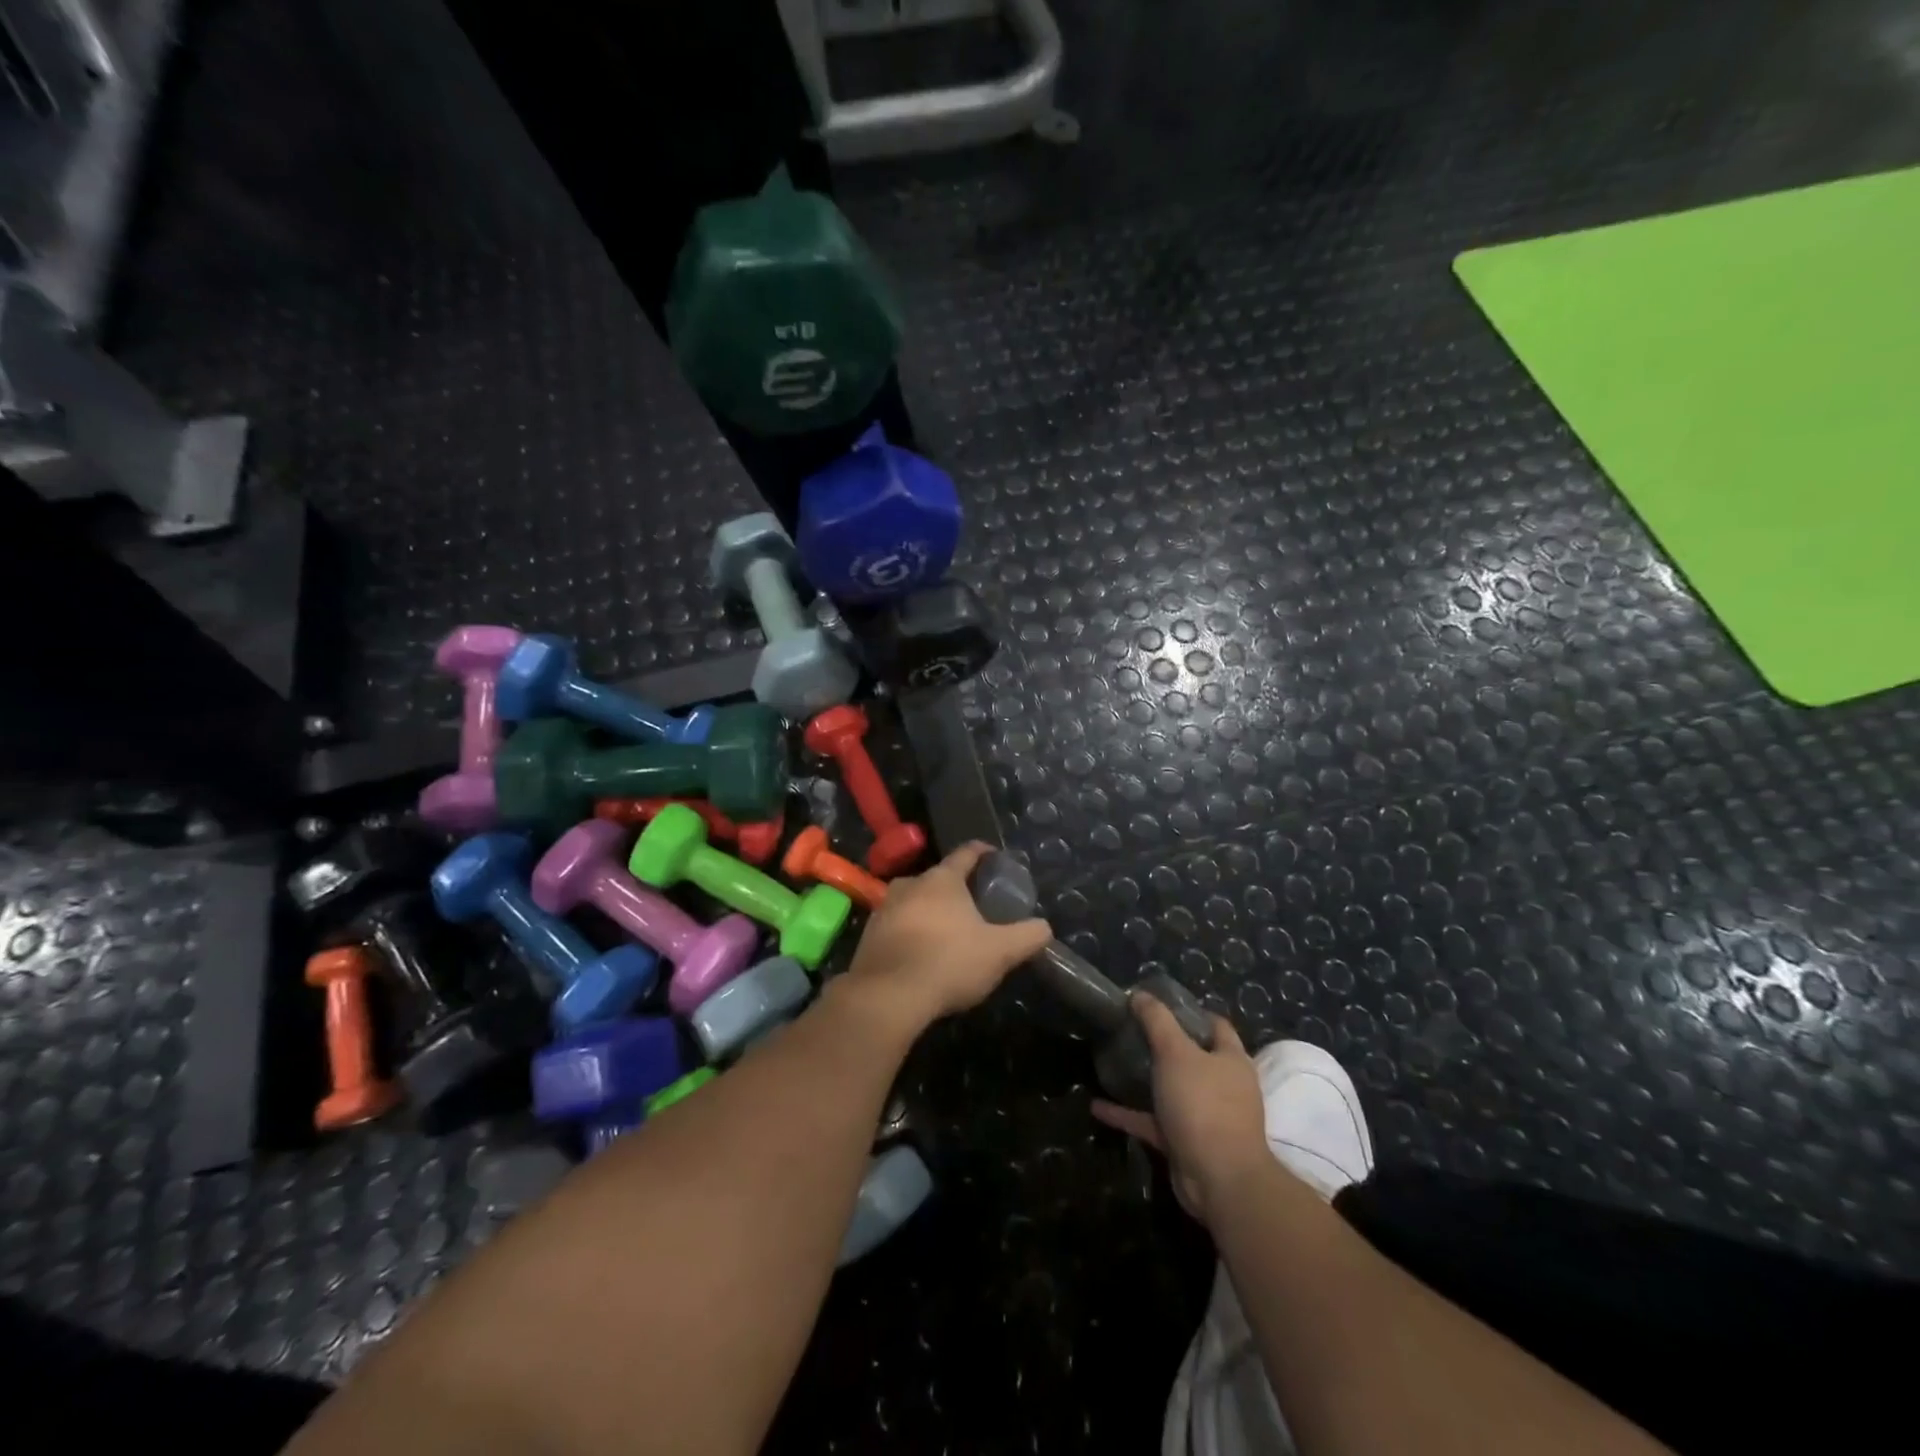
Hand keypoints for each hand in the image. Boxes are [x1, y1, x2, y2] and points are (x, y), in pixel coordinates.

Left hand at [838, 842, 1052, 1036]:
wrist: (887, 996)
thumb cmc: (948, 962)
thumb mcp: (1000, 952)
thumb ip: (1027, 936)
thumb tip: (1044, 927)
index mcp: (942, 880)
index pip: (965, 854)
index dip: (982, 852)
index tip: (993, 854)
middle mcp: (909, 884)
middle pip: (937, 879)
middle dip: (955, 889)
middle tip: (974, 906)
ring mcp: (883, 909)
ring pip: (913, 901)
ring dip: (929, 911)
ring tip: (946, 931)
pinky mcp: (867, 936)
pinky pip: (896, 926)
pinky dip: (910, 933)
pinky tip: (920, 953)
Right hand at [1091, 994, 1269, 1223]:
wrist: (1219, 1180)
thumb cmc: (1203, 1105)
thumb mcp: (1176, 1053)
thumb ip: (1157, 1022)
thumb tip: (1140, 994)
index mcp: (1231, 1059)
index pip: (1215, 1025)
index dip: (1190, 1011)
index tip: (1157, 1003)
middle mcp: (1223, 1086)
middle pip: (1193, 1057)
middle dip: (1164, 1045)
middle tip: (1131, 1030)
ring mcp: (1206, 1116)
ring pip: (1172, 1090)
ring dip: (1145, 1080)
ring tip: (1115, 1063)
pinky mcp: (1186, 1142)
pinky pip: (1153, 1122)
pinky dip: (1128, 1114)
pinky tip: (1099, 1106)